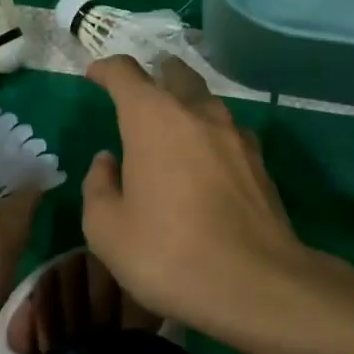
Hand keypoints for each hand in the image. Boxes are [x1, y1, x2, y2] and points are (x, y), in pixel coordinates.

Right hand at [80, 56, 314, 334]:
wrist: (257, 285)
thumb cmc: (169, 253)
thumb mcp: (107, 230)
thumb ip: (99, 187)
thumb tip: (107, 162)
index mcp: (152, 118)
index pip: (125, 72)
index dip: (105, 69)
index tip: (94, 76)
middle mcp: (196, 112)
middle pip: (175, 73)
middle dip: (154, 74)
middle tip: (139, 93)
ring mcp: (234, 133)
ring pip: (205, 100)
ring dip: (185, 104)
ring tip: (171, 129)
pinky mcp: (259, 160)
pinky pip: (227, 132)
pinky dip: (209, 136)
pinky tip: (205, 163)